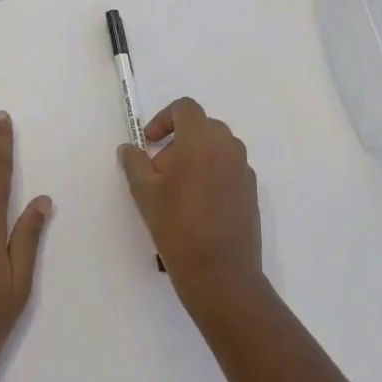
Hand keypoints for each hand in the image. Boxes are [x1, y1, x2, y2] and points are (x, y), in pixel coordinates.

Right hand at [118, 97, 262, 304]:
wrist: (220, 273)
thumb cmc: (177, 226)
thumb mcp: (144, 192)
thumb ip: (134, 162)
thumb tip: (129, 148)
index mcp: (202, 139)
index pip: (185, 108)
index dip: (163, 119)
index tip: (148, 143)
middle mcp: (228, 147)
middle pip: (202, 127)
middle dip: (178, 141)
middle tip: (158, 171)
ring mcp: (244, 170)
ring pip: (216, 149)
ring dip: (195, 158)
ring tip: (176, 192)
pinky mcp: (252, 192)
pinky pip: (228, 170)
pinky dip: (211, 175)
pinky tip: (197, 207)